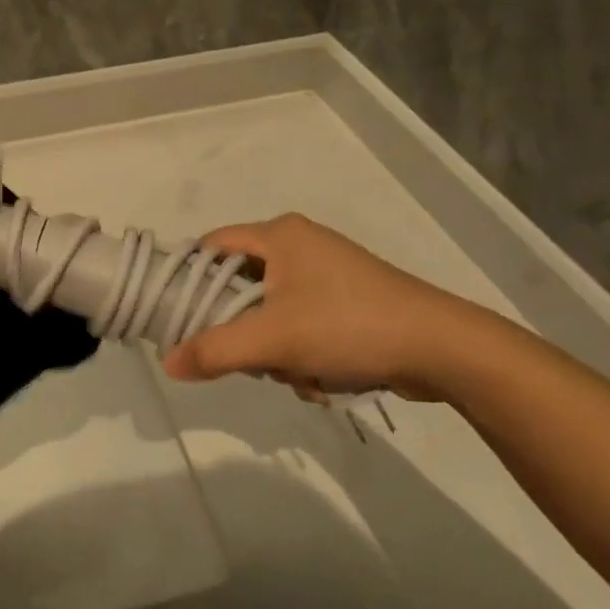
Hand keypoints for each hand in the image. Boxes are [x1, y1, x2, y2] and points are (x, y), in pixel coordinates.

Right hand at [162, 214, 491, 403]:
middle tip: (251, 355)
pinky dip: (303, 350)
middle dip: (243, 328)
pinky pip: (302, 321)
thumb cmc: (348, 325)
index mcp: (278, 234)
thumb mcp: (274, 339)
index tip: (180, 316)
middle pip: (241, 285)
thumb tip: (168, 364)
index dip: (190, 279)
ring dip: (277, 347)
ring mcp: (327, 270)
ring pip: (272, 311)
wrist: (441, 347)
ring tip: (299, 370)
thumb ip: (215, 350)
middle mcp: (299, 243)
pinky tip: (323, 374)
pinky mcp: (348, 298)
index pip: (211, 246)